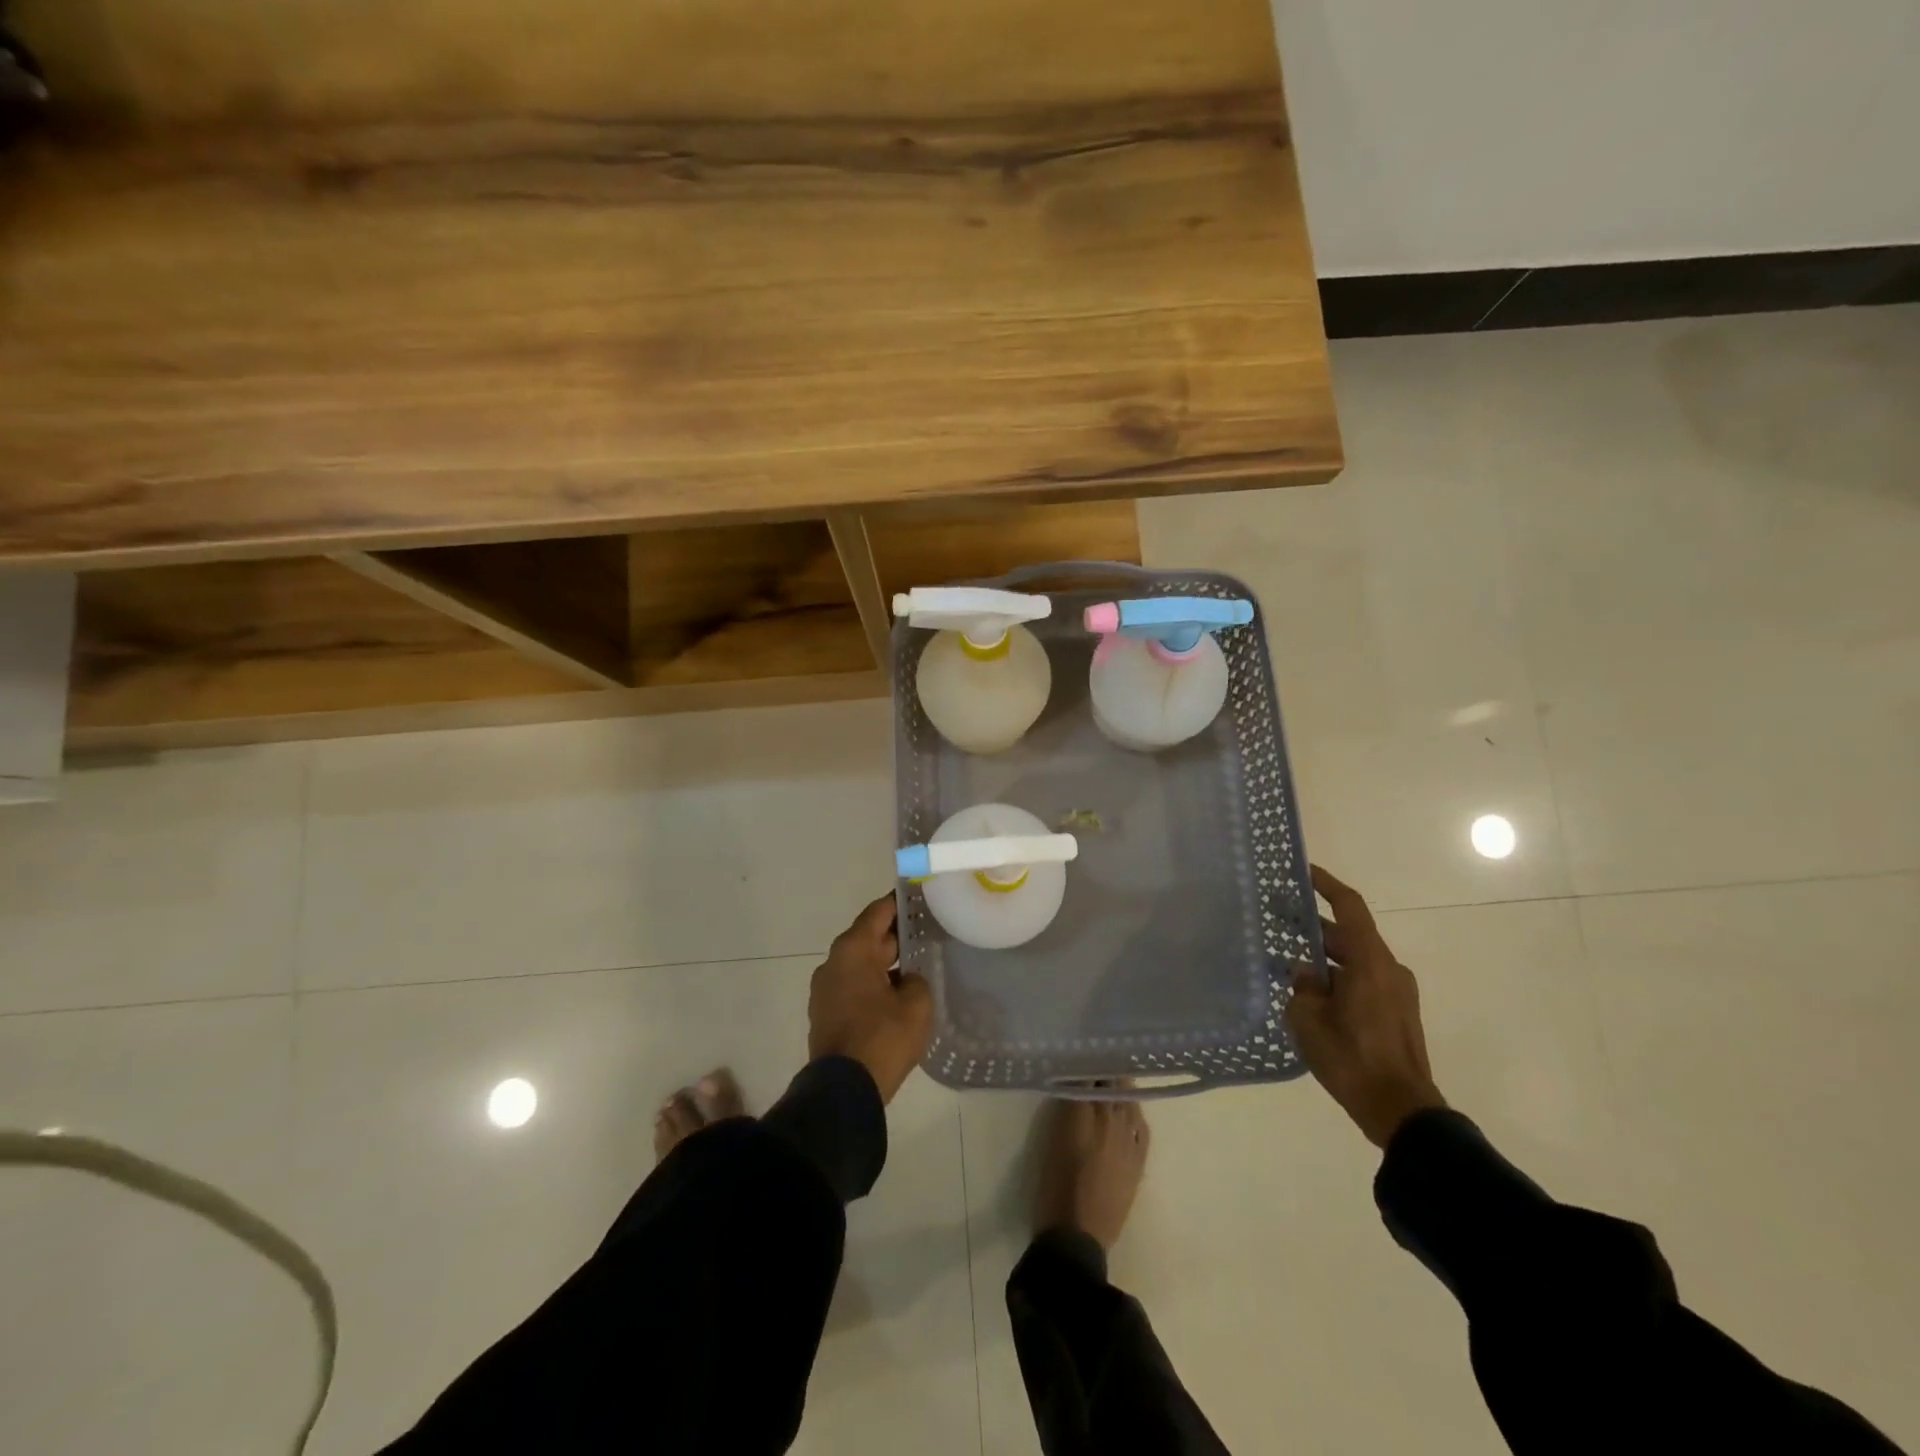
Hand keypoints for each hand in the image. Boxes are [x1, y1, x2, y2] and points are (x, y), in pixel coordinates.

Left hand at [808, 893, 932, 1104]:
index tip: (919, 896)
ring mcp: (825, 989)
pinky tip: (897, 995)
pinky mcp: (825, 1013)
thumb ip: (916, 980)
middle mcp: (833, 962)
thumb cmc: (882, 1038)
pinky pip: (853, 986)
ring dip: (885, 963)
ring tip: (917, 965)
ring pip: (860, 964)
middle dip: (896, 935)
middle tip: (927, 932)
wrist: (844, 1091)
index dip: (899, 903)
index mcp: (852, 950)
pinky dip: (873, 984)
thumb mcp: (916, 1004)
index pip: (878, 912)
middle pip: (868, 937)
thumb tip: (906, 980)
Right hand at [1286, 865, 1446, 1148]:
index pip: (1349, 907)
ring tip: (1287, 963)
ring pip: (1354, 960)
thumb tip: (1304, 972)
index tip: (1302, 871)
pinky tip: (1310, 994)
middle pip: (1348, 935)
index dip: (1325, 884)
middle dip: (1313, 927)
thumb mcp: (1309, 1020)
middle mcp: (1388, 969)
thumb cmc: (1353, 1059)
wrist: (1402, 1111)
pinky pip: (1362, 981)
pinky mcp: (1397, 1014)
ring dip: (1324, 957)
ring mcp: (1397, 992)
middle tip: (1277, 921)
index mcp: (1370, 962)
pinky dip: (1337, 977)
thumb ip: (1302, 987)